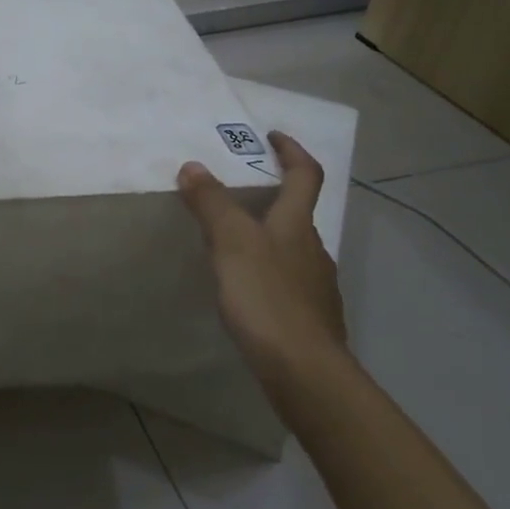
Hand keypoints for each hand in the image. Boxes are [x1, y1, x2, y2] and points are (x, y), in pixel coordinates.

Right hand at [178, 133, 345, 393]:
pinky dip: (269, 273)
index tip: (272, 136)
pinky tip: (247, 290)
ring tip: (232, 242)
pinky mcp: (310, 318)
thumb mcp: (231, 242)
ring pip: (292, 249)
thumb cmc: (266, 297)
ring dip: (268, 237)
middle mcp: (312, 249)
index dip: (292, 151)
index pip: (305, 175)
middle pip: (298, 213)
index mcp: (297, 224)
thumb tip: (193, 165)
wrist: (304, 371)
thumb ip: (211, 203)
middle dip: (273, 197)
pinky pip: (288, 282)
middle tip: (237, 193)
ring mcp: (316, 286)